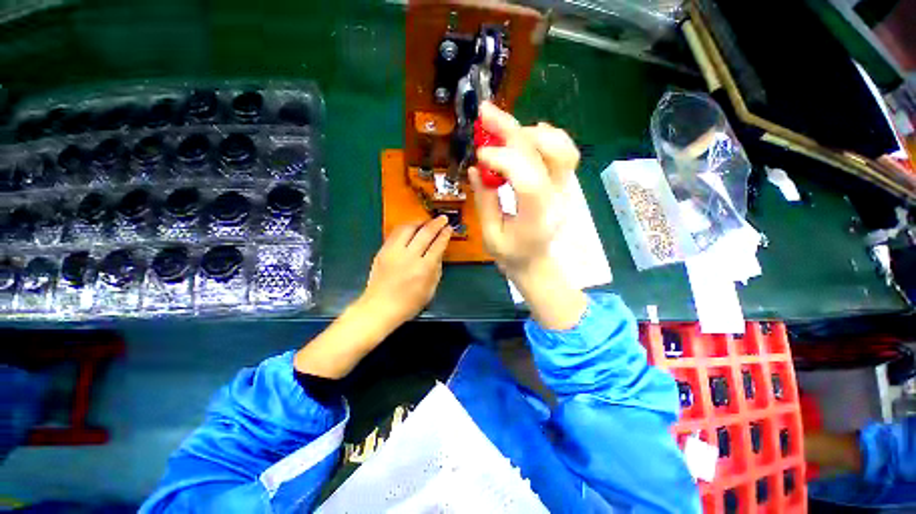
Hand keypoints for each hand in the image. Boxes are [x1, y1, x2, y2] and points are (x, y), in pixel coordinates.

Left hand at [359, 216, 451, 328]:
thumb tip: (438, 252)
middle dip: (436, 223)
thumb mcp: (430, 290)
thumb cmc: (408, 303)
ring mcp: (394, 252)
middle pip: (425, 233)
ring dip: (419, 222)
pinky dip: (406, 227)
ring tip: (426, 221)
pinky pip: (395, 233)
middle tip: (443, 218)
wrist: (379, 307)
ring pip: (408, 228)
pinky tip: (411, 228)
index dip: (445, 235)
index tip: (449, 228)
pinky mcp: (383, 251)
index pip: (438, 245)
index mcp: (423, 269)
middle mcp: (409, 257)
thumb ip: (436, 269)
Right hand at [468, 102, 579, 273]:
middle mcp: (556, 199)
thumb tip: (476, 169)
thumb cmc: (512, 255)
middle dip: (512, 130)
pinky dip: (545, 136)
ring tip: (502, 126)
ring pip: (561, 148)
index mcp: (536, 219)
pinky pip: (563, 152)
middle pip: (544, 155)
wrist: (536, 262)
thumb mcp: (491, 235)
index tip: (480, 154)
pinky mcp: (562, 183)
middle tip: (486, 113)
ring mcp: (564, 189)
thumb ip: (484, 202)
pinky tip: (525, 132)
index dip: (505, 160)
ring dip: (530, 131)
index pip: (529, 180)